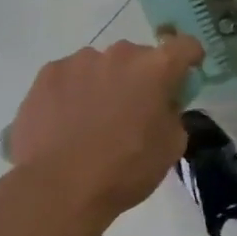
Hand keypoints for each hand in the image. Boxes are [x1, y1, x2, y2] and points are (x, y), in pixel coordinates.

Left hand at [5, 37, 203, 233]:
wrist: (58, 190)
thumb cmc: (125, 170)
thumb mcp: (171, 146)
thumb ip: (172, 114)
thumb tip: (162, 105)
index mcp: (156, 68)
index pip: (185, 45)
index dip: (189, 59)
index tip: (183, 77)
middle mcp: (120, 54)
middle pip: (139, 57)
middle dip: (141, 77)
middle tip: (133, 110)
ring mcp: (80, 61)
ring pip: (102, 65)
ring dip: (105, 83)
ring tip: (91, 120)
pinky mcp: (47, 74)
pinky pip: (70, 76)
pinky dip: (73, 91)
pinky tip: (65, 122)